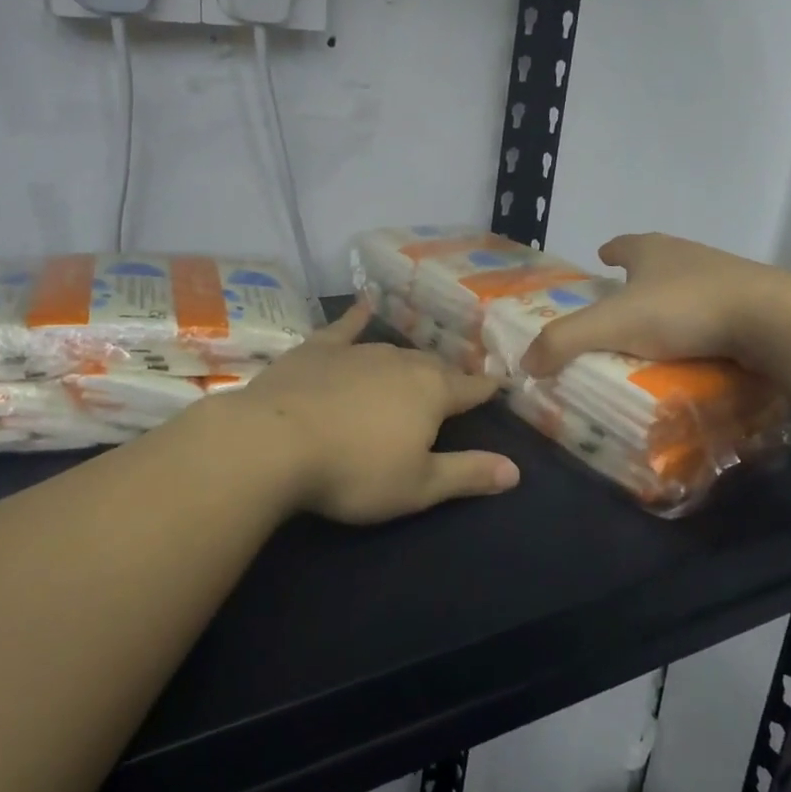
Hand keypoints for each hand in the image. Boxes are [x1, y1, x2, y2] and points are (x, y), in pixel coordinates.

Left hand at [227, 303, 520, 524]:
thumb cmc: (354, 471)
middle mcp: (400, 362)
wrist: (274, 442)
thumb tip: (516, 471)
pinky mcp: (318, 348)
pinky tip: (362, 305)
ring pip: (395, 350)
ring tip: (416, 365)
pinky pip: (344, 327)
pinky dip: (356, 316)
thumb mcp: (418, 486)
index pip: (470, 389)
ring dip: (408, 359)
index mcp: (431, 392)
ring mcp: (357, 351)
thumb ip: (468, 474)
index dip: (487, 389)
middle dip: (446, 376)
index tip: (500, 384)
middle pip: (433, 366)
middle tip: (452, 387)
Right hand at [521, 233, 790, 376]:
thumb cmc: (683, 310)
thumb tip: (526, 362)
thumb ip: (564, 341)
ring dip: (671, 301)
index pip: (624, 243)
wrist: (771, 320)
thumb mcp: (612, 325)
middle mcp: (687, 255)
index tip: (602, 257)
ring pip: (688, 285)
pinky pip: (716, 312)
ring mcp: (724, 276)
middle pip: (657, 260)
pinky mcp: (752, 303)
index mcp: (652, 250)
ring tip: (657, 330)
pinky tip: (696, 349)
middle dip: (639, 276)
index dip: (611, 250)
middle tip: (622, 302)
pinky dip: (701, 325)